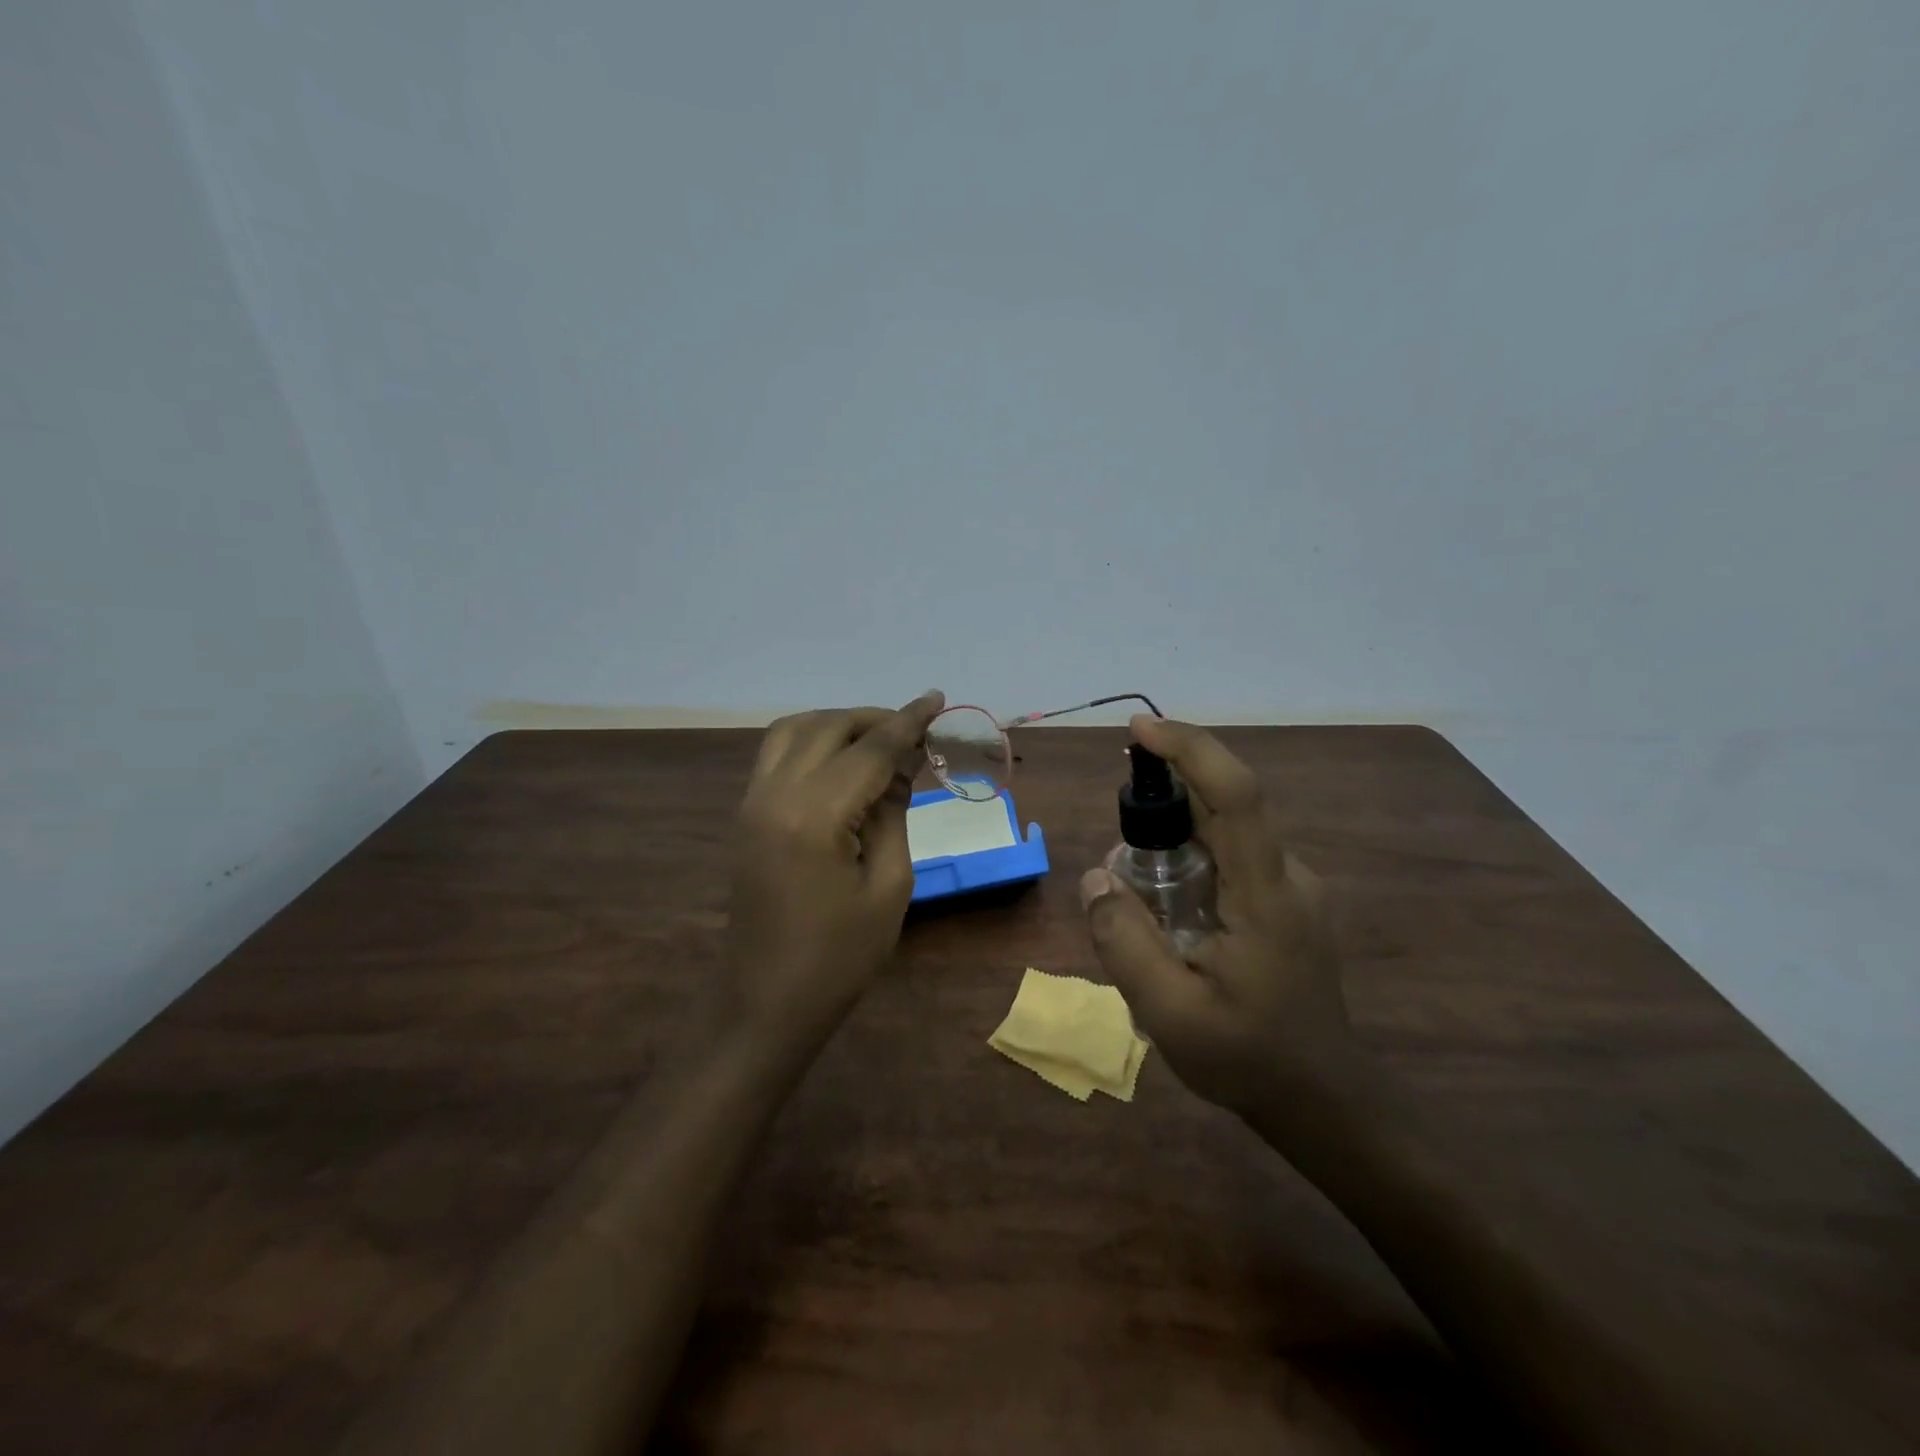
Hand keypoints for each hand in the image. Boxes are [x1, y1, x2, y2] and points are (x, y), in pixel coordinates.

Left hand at [725, 692, 944, 1051]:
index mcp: (813, 816)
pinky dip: (813, 741)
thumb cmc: (839, 957)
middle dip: (875, 719)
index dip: (908, 722)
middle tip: (915, 732)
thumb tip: (900, 768)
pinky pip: (778, 754)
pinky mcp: (746, 815)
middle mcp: (774, 795)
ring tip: (879, 741)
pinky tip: (843, 762)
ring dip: (839, 724)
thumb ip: (894, 814)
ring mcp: (752, 802)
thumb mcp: (889, 887)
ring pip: (794, 731)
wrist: (766, 1002)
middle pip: (827, 727)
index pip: (869, 750)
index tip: (938, 699)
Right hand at [1079, 716, 1361, 1123]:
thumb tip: (1095, 876)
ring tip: (1143, 905)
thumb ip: (1125, 941)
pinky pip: (1231, 859)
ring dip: (1173, 844)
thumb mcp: (1169, 1012)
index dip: (1189, 749)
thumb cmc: (1248, 1059)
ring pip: (1223, 835)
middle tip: (1121, 860)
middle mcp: (1287, 875)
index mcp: (1267, 894)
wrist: (1324, 1101)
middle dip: (1163, 808)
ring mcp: (1292, 888)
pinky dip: (1190, 864)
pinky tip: (1170, 915)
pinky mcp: (1287, 901)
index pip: (1236, 794)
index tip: (1139, 730)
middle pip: (1222, 808)